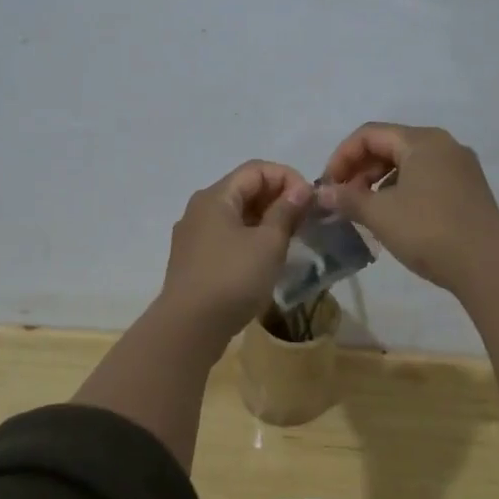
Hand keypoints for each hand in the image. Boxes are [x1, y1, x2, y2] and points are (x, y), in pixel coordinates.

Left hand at [158, 160, 313, 339]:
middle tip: (305, 220)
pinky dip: (250, 238)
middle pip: (244, 189)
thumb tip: (300, 189)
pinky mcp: (193, 260)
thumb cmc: (232, 279)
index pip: (256, 169)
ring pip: (236, 215)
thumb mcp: (268, 244)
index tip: (310, 202)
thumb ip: (285, 212)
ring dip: (265, 220)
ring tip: (291, 239)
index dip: (287, 178)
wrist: (188, 328)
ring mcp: (193, 235)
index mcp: (215, 197)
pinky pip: (227, 236)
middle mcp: (200, 209)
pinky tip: (266, 259)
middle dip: (278, 199)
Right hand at [317, 123, 498, 291]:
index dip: (342, 156)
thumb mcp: (380, 214)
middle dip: (361, 169)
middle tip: (343, 198)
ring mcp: (461, 167)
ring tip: (365, 209)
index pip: (369, 134)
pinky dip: (403, 190)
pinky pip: (427, 179)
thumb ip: (347, 198)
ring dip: (380, 182)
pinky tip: (394, 217)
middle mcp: (444, 145)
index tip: (328, 185)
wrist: (488, 265)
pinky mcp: (470, 190)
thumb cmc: (428, 230)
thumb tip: (321, 192)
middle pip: (390, 145)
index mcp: (422, 140)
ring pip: (409, 164)